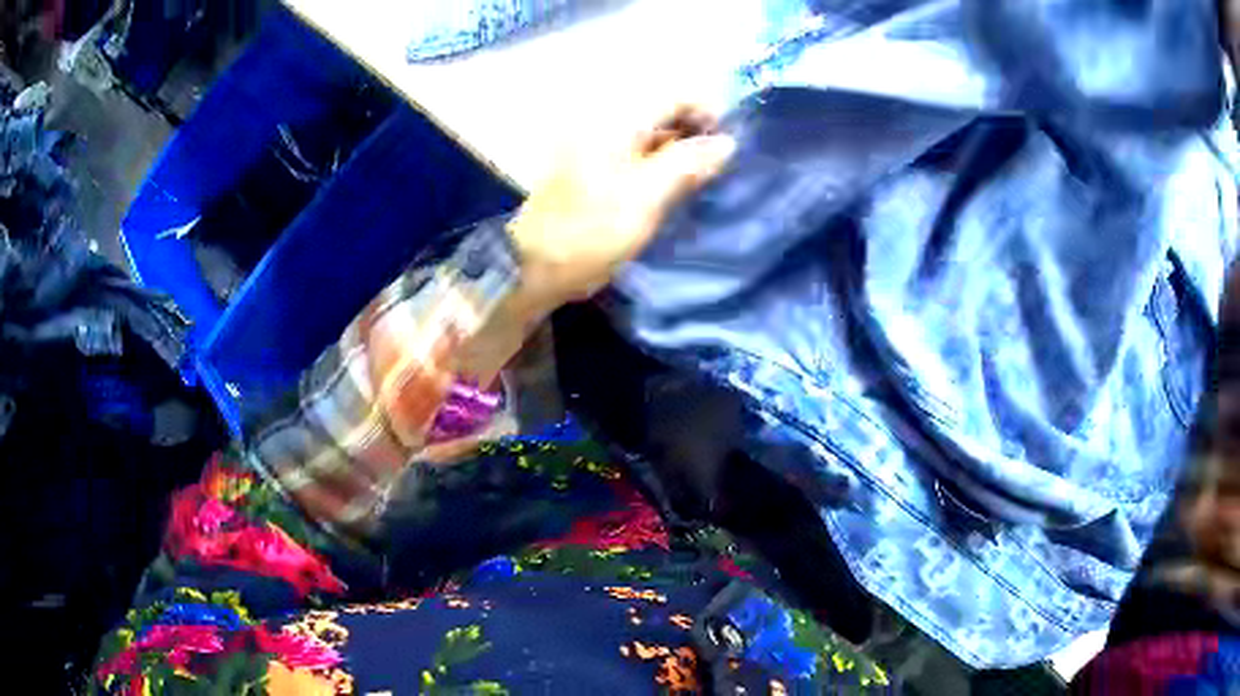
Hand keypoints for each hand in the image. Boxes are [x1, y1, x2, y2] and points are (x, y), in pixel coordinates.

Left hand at [507, 105, 736, 316]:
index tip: (730, 144)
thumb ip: (688, 163)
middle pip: (665, 113)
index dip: (708, 113)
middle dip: (697, 134)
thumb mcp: (647, 196)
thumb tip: (728, 142)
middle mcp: (609, 123)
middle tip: (719, 167)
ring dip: (682, 152)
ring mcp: (602, 146)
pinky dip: (663, 166)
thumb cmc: (592, 229)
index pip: (675, 96)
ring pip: (655, 136)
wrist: (537, 265)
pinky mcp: (599, 169)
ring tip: (703, 180)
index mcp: (617, 121)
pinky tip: (677, 188)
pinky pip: (641, 155)